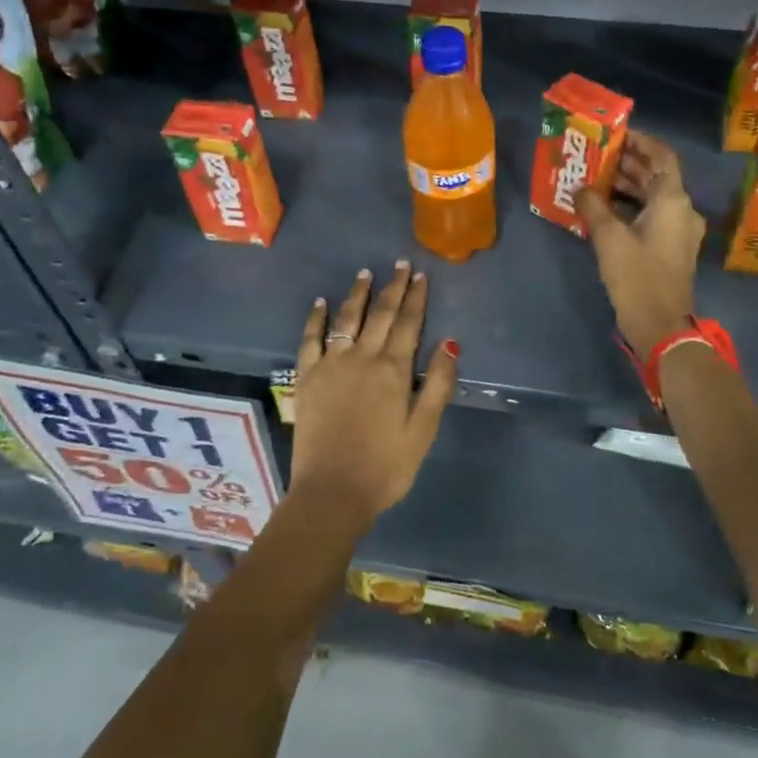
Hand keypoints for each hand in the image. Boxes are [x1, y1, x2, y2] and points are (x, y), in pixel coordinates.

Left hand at [290, 262, 457, 523]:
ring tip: (366, 273)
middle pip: (380, 314)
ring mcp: (330, 366)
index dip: (416, 298)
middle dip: (393, 287)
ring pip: (347, 319)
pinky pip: (310, 340)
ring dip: (358, 294)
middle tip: (400, 264)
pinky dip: (317, 319)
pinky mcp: (307, 378)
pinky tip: (321, 303)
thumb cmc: (386, 467)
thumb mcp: (423, 430)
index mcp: (393, 370)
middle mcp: (362, 358)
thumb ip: (437, 384)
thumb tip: (449, 342)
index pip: (409, 324)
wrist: (332, 493)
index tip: (421, 275)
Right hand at [576, 130, 704, 357]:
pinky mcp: (672, 248)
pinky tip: (604, 209)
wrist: (660, 325)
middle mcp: (682, 210)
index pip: (662, 156)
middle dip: (628, 163)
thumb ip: (593, 207)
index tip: (617, 134)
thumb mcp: (609, 238)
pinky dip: (632, 206)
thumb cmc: (637, 276)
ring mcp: (680, 230)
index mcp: (673, 201)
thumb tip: (580, 188)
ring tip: (595, 179)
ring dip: (628, 186)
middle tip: (597, 155)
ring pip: (654, 196)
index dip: (642, 142)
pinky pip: (653, 215)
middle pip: (657, 176)